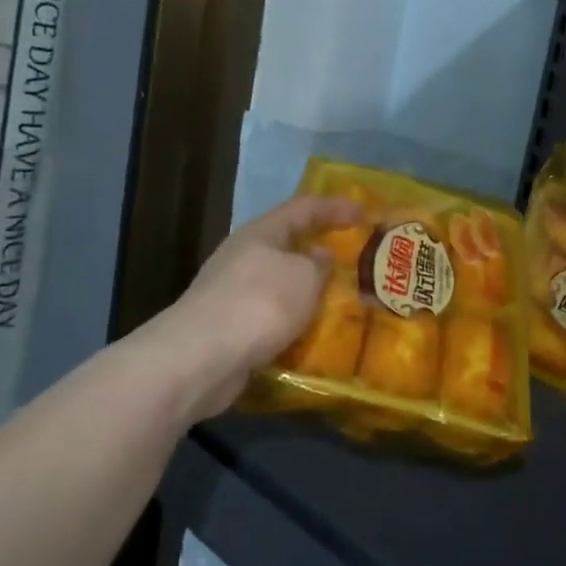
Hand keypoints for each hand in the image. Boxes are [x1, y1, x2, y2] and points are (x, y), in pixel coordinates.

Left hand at [171, 194, 364, 417]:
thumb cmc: (259, 304)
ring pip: (280, 284)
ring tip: (340, 301)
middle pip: (287, 245)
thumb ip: (320, 265)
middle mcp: (243, 257)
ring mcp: (232, 293)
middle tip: (353, 259)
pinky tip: (312, 334)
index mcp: (260, 234)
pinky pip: (271, 316)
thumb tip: (320, 256)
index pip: (303, 208)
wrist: (200, 358)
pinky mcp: (229, 328)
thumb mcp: (304, 278)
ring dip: (307, 291)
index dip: (335, 207)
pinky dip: (293, 321)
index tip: (365, 211)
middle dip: (319, 251)